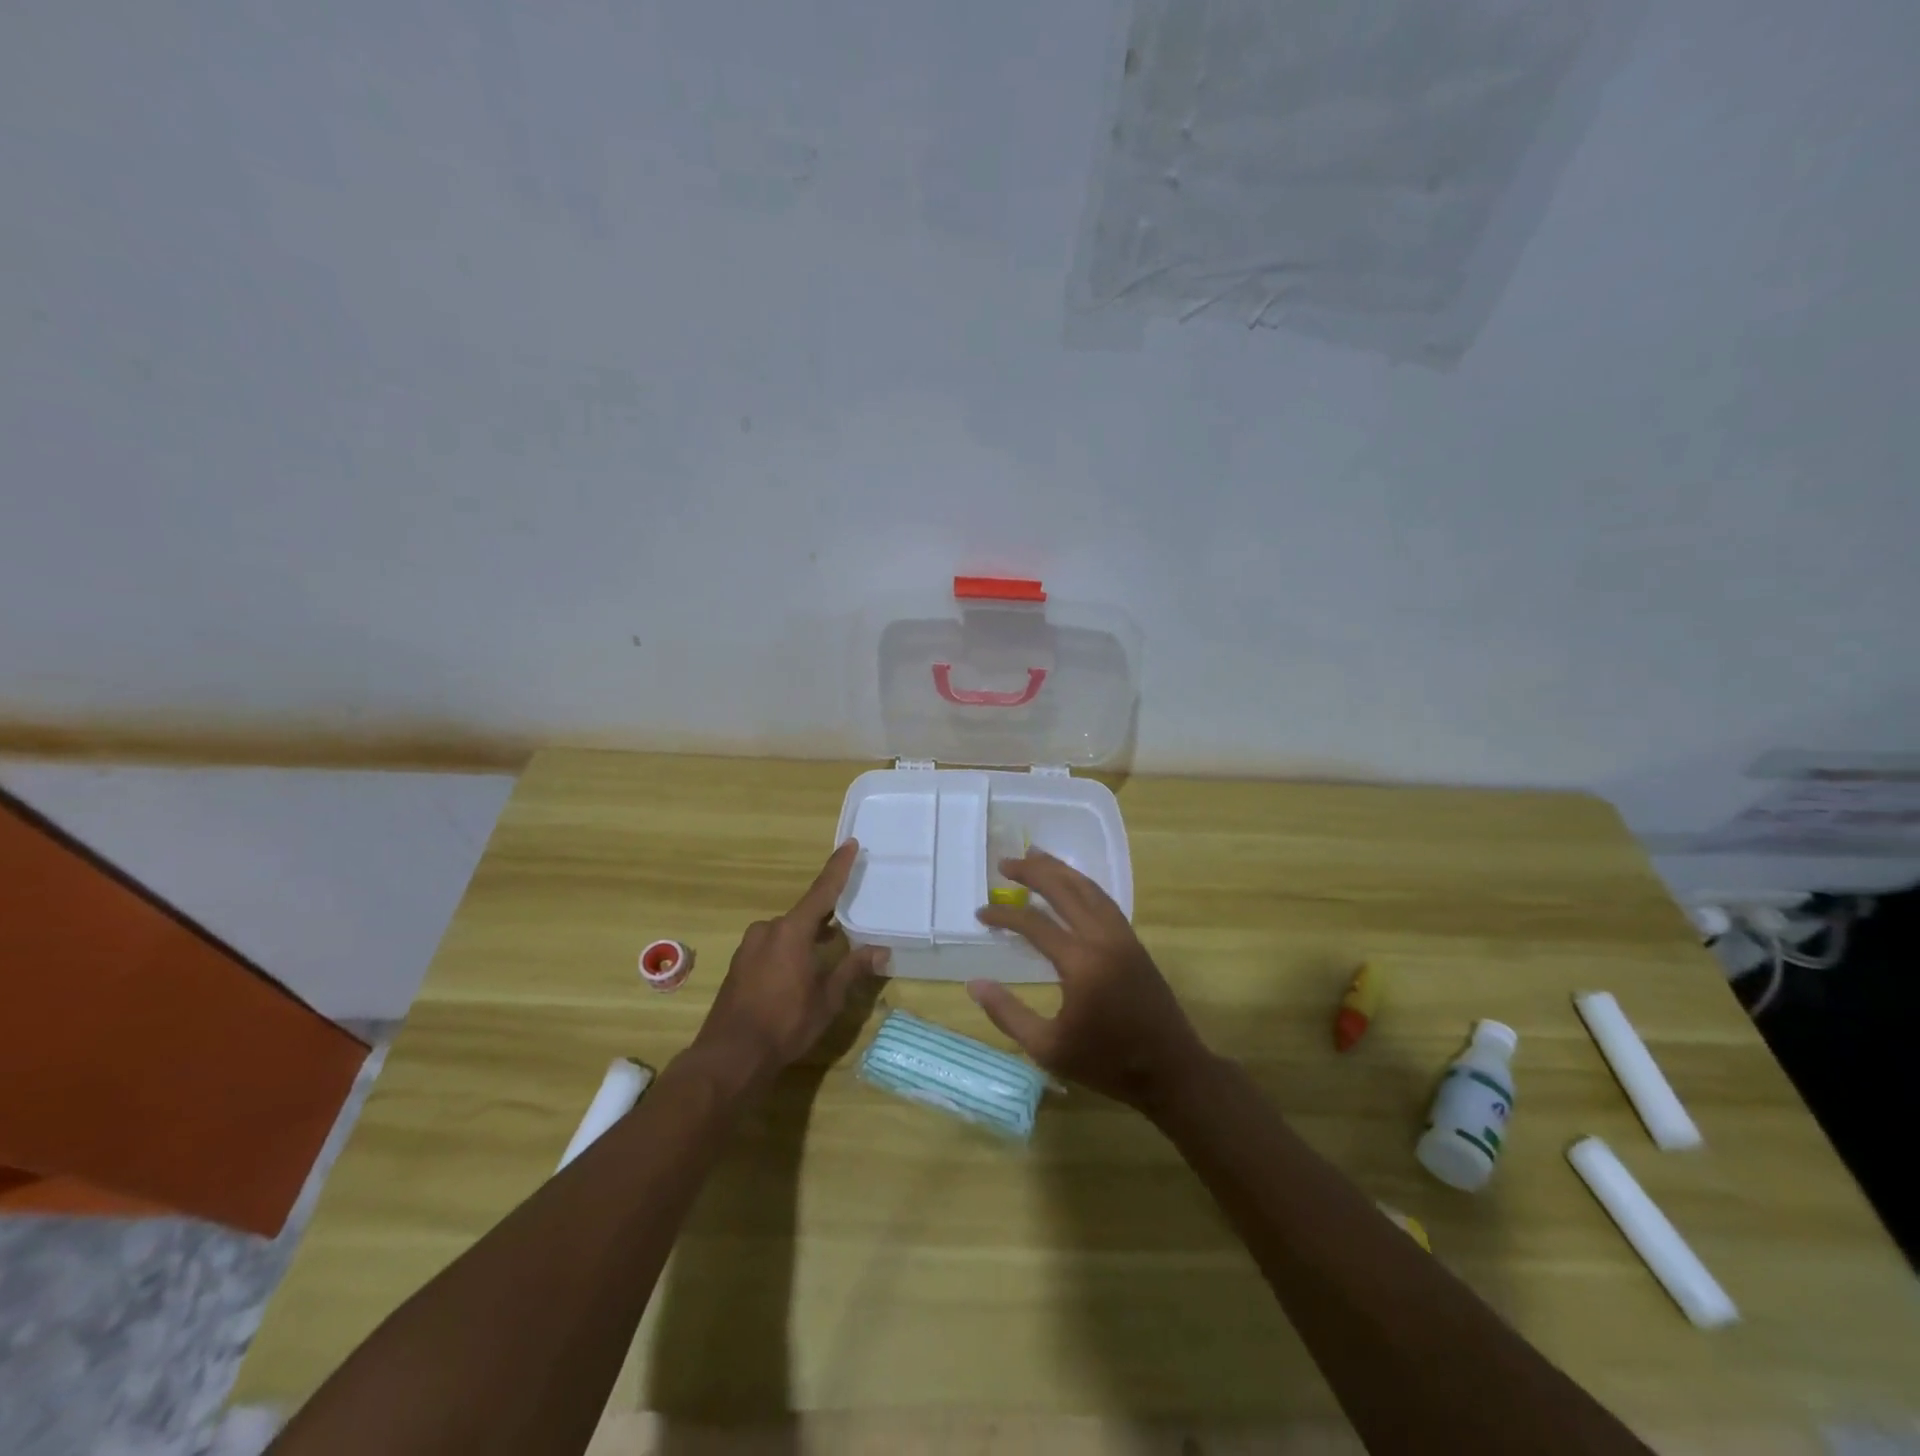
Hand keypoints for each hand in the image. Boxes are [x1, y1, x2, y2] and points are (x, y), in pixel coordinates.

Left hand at [692, 840, 888, 1085]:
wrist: (730, 1055)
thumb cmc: (786, 1022)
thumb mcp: (828, 998)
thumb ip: (853, 969)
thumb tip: (881, 951)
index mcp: (792, 931)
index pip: (822, 891)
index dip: (838, 867)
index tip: (850, 844)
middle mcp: (768, 930)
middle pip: (804, 915)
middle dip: (826, 919)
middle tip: (848, 925)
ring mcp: (749, 947)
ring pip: (786, 933)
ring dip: (806, 938)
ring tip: (826, 955)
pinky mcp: (739, 965)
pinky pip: (771, 946)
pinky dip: (788, 951)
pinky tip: (797, 974)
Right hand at [970, 850, 1211, 1112]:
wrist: (1172, 1072)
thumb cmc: (1107, 1064)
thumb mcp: (1048, 1049)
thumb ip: (1008, 1014)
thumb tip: (975, 984)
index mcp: (1080, 963)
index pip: (1034, 924)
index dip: (1004, 915)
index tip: (981, 914)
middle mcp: (1103, 939)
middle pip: (1065, 890)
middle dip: (1033, 872)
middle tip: (1006, 863)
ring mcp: (1123, 937)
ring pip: (1089, 889)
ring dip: (1060, 870)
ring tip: (1035, 856)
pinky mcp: (1134, 942)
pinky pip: (1105, 901)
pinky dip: (1083, 885)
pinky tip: (1071, 885)